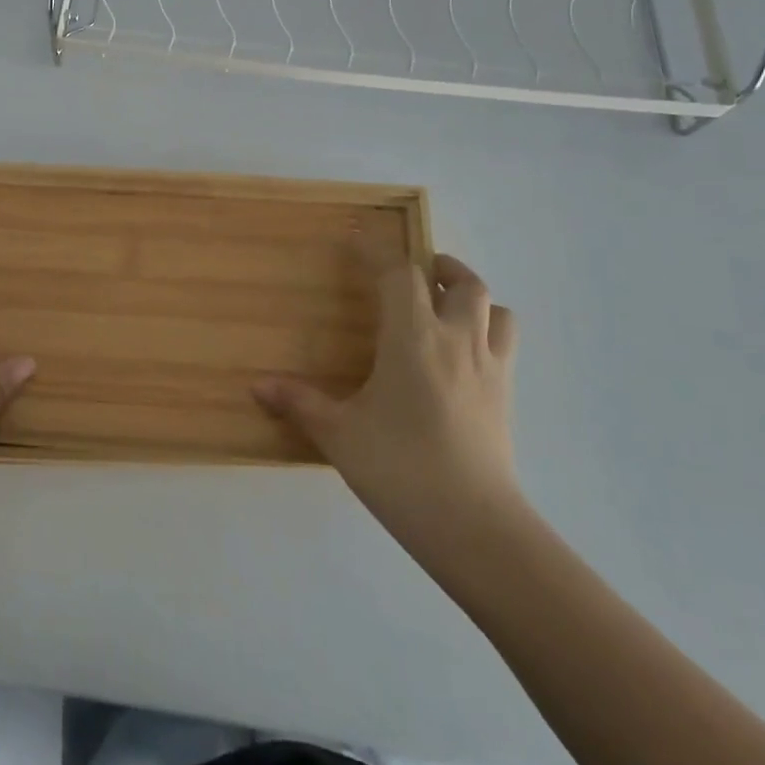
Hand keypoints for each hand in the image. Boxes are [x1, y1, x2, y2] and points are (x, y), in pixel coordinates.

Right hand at [254, 251, 525, 585]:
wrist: (474, 526)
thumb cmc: (400, 469)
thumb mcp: (339, 434)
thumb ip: (299, 403)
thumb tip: (257, 386)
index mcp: (413, 338)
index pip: (398, 274)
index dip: (376, 250)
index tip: (357, 238)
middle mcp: (456, 340)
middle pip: (461, 281)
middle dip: (437, 267)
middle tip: (414, 273)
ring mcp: (489, 367)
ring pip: (495, 308)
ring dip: (471, 296)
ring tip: (446, 306)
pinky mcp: (506, 395)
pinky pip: (505, 344)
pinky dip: (487, 330)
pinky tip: (463, 355)